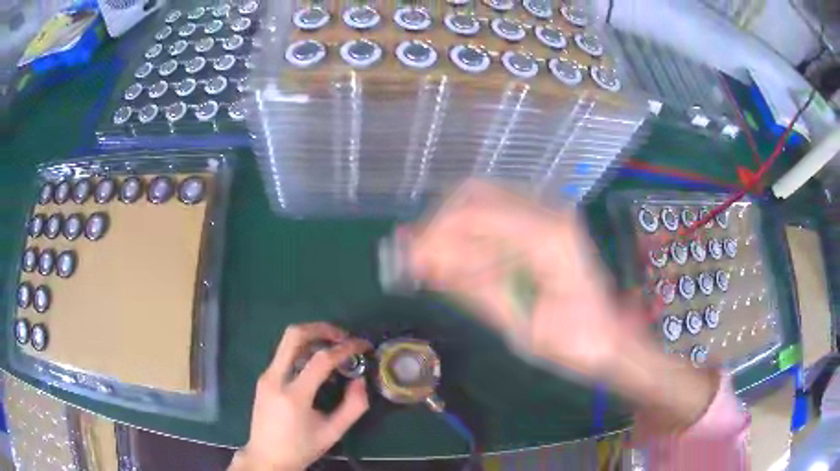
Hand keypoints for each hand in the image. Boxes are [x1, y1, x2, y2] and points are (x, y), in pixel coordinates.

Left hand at [231, 323, 370, 470]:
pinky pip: (284, 354)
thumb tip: (360, 381)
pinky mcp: (264, 378)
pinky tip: (317, 364)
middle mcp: (275, 378)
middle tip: (343, 336)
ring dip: (312, 337)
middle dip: (322, 328)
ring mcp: (266, 376)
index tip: (363, 346)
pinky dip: (303, 350)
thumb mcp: (333, 433)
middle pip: (294, 335)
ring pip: (287, 341)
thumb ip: (353, 407)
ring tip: (334, 348)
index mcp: (293, 396)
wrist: (266, 457)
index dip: (345, 348)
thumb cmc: (301, 448)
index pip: (321, 360)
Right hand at [405, 180, 624, 379]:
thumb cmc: (572, 342)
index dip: (433, 233)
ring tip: (431, 263)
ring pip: (482, 200)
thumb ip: (471, 286)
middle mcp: (550, 210)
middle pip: (475, 194)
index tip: (409, 260)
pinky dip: (470, 235)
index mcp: (548, 236)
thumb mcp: (518, 323)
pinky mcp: (545, 222)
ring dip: (451, 229)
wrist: (609, 339)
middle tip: (417, 259)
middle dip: (438, 224)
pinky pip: (496, 215)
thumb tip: (422, 261)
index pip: (474, 213)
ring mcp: (549, 212)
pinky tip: (457, 260)